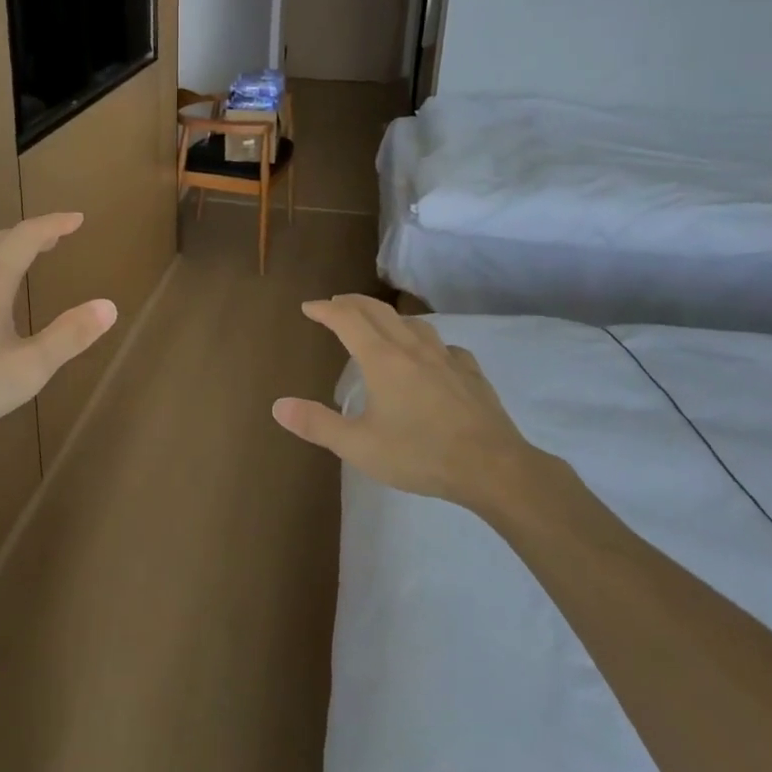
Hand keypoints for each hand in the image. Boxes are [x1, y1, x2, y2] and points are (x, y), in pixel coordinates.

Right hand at [272, 295, 540, 513]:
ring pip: (414, 323)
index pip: (347, 320)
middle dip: (353, 303)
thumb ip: (317, 424)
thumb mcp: (359, 446)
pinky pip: (444, 347)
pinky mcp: (471, 374)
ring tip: (380, 324)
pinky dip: (428, 343)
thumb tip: (278, 406)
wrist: (493, 467)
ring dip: (389, 316)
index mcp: (382, 359)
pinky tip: (432, 357)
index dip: (325, 310)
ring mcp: (446, 359)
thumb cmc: (420, 454)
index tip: (309, 307)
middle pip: (379, 312)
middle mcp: (412, 349)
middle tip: (336, 304)